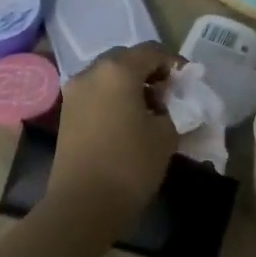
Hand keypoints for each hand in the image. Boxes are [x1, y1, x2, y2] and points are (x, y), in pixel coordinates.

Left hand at [47, 45, 178, 231]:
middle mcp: (91, 72)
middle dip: (149, 71)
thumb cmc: (130, 164)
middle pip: (126, 59)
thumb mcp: (166, 135)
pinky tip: (129, 120)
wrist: (83, 205)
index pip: (151, 51)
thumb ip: (174, 110)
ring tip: (151, 109)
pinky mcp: (66, 113)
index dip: (174, 62)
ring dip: (130, 84)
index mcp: (118, 70)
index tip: (188, 81)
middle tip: (169, 93)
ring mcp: (74, 92)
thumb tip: (170, 105)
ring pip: (108, 75)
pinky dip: (114, 97)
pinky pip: (96, 93)